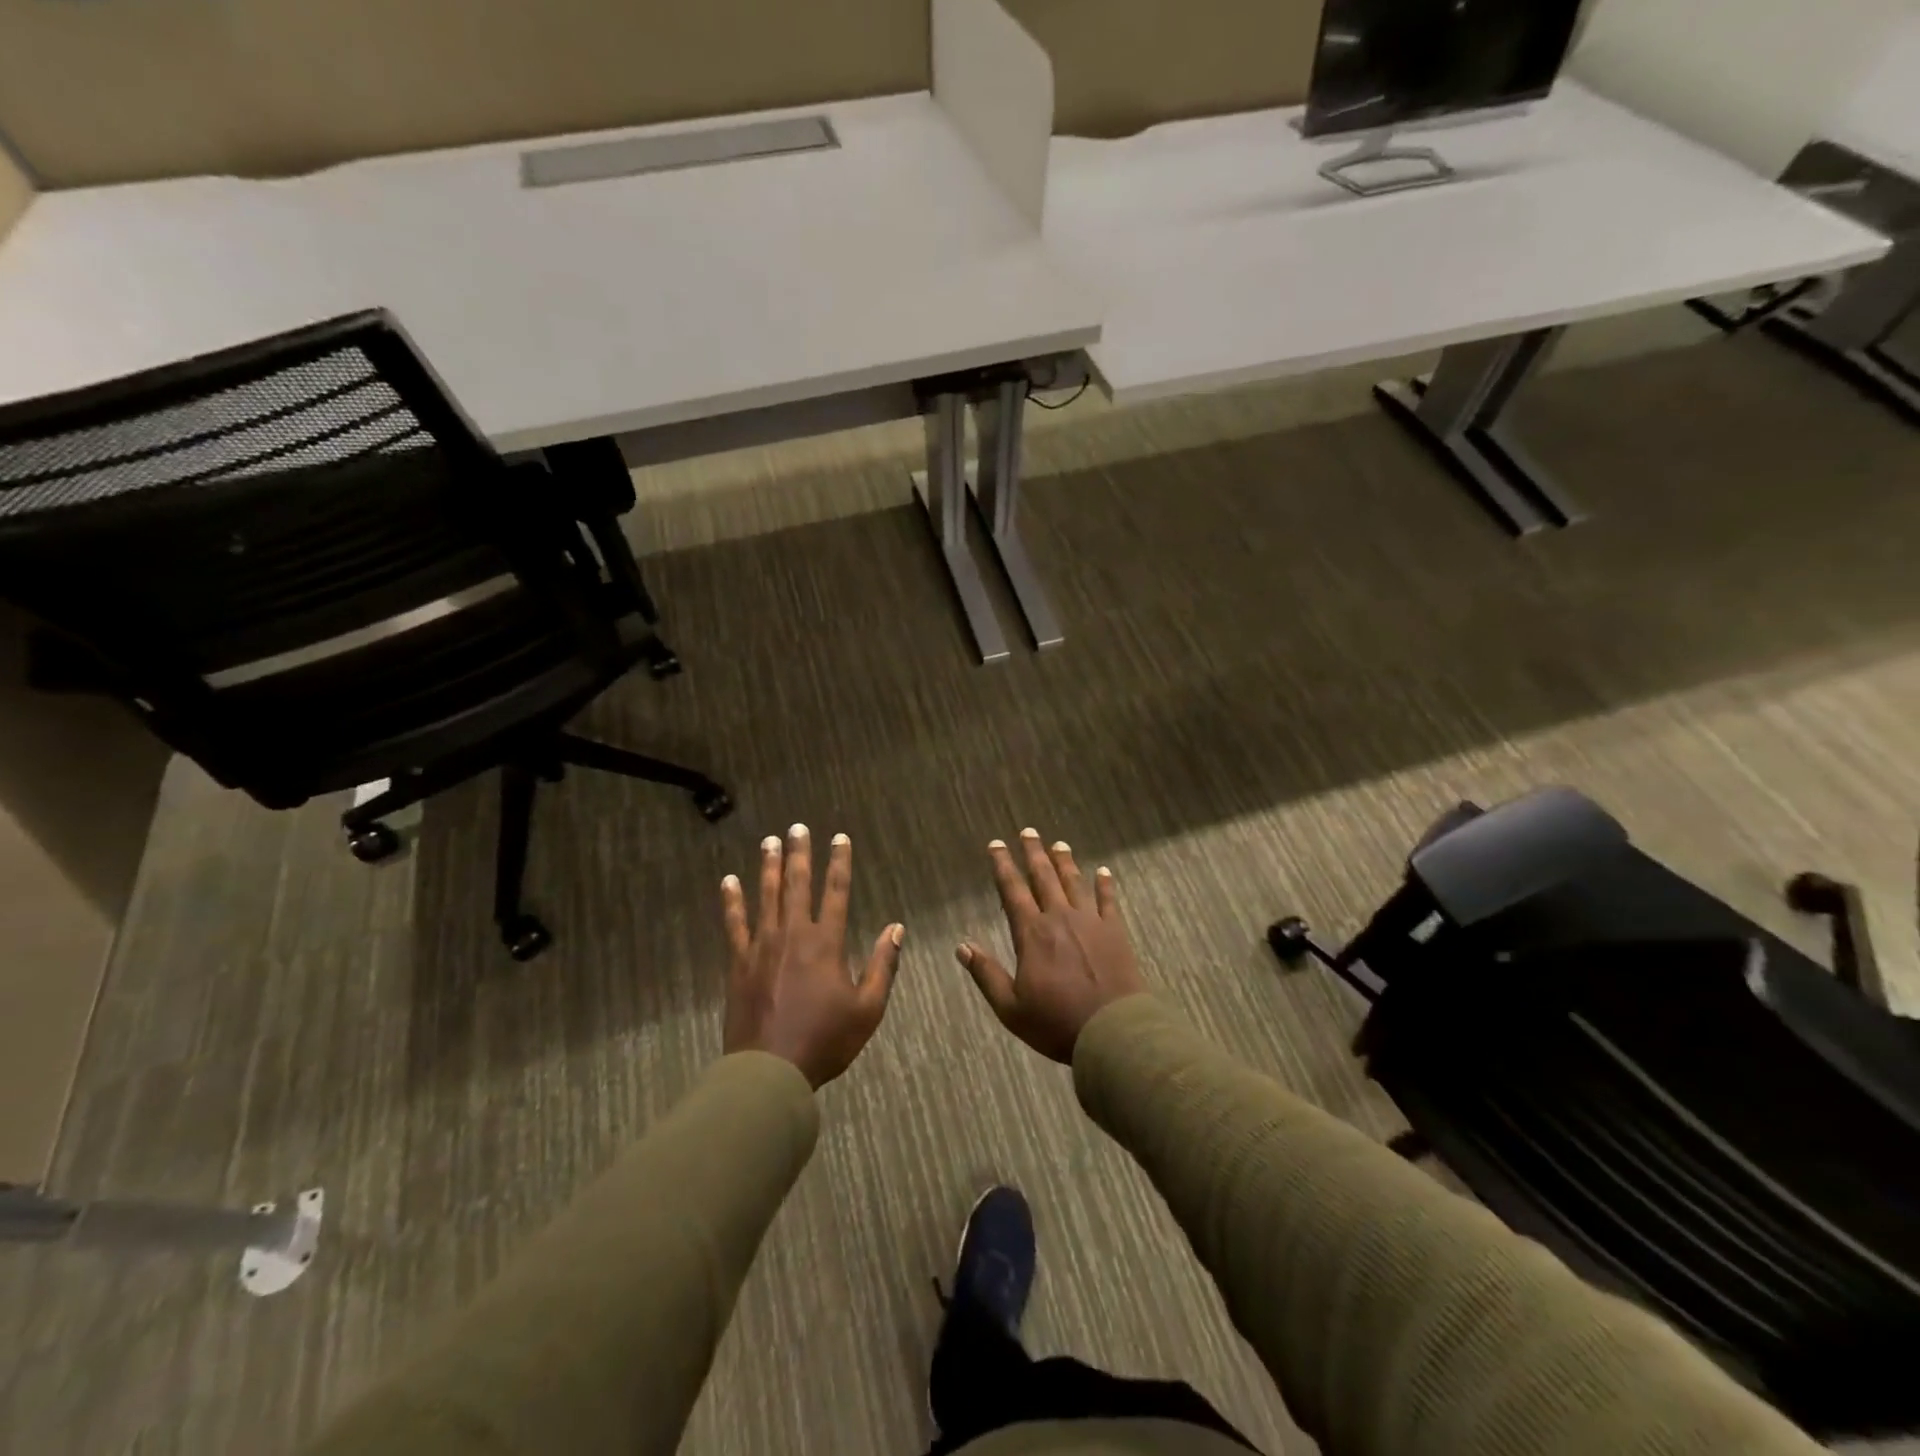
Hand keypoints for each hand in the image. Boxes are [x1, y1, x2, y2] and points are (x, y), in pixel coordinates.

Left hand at [721, 824, 902, 1088]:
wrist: (770, 1070)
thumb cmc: (825, 1041)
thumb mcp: (867, 1009)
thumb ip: (883, 966)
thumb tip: (896, 928)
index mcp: (827, 943)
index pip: (837, 891)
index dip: (839, 862)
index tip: (839, 838)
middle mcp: (794, 934)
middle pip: (798, 884)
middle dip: (800, 853)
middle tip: (797, 827)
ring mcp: (763, 946)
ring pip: (767, 895)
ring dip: (769, 867)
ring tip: (769, 841)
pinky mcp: (739, 962)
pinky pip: (734, 923)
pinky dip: (731, 901)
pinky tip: (728, 881)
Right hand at [958, 828, 1144, 1063]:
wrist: (1112, 1032)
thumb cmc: (1056, 1023)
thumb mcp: (1010, 1008)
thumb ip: (986, 974)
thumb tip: (962, 946)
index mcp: (1032, 934)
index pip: (1012, 890)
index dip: (1003, 865)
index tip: (996, 844)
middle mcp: (1060, 918)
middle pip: (1044, 877)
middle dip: (1033, 853)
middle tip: (1028, 831)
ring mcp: (1090, 922)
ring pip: (1074, 883)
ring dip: (1065, 862)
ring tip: (1058, 844)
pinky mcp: (1115, 932)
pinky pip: (1108, 901)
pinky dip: (1105, 884)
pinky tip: (1103, 871)